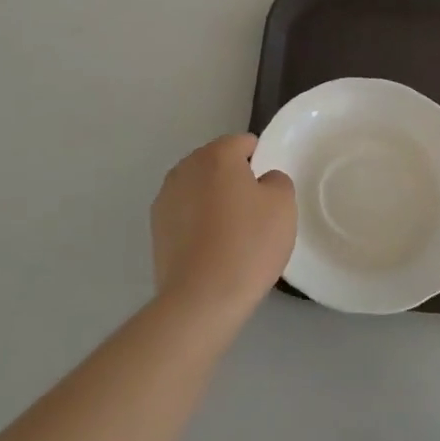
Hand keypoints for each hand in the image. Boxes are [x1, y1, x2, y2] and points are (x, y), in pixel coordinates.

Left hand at [151, 134, 296, 321]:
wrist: (202, 298)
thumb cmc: (248, 244)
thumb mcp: (283, 205)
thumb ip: (277, 180)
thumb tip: (262, 181)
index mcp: (216, 155)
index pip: (243, 143)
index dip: (261, 161)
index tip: (269, 190)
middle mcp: (185, 168)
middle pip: (217, 163)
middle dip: (234, 179)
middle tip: (254, 212)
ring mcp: (165, 198)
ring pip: (199, 188)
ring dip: (213, 200)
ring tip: (231, 234)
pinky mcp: (156, 228)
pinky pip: (185, 213)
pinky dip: (198, 222)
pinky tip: (211, 249)